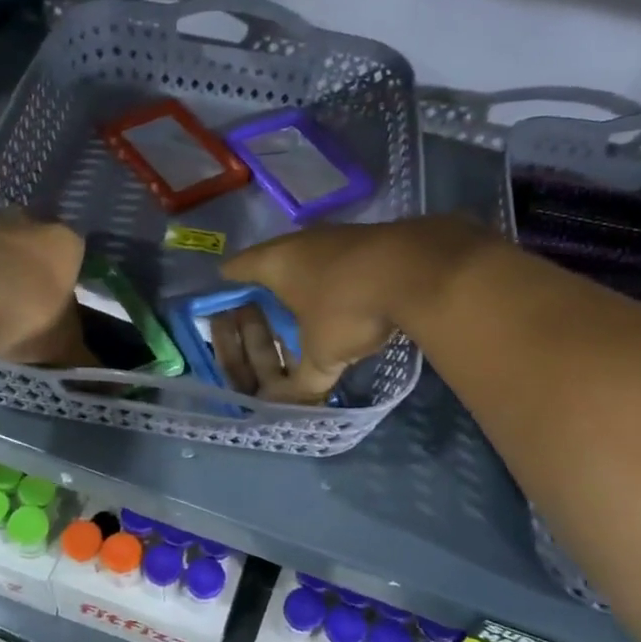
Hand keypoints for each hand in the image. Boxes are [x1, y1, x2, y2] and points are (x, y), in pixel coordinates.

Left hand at [0, 184, 90, 364]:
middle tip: (26, 286)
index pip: (76, 253)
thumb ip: (80, 358)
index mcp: (67, 246)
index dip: (68, 274)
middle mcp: (32, 222)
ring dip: (1, 234)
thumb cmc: (20, 317)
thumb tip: (107, 383)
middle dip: (35, 254)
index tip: (58, 298)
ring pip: (2, 219)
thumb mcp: (58, 347)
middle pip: (39, 234)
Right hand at [221, 217, 492, 394]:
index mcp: (274, 262)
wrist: (417, 269)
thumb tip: (287, 406)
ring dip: (305, 283)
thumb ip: (303, 382)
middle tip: (263, 313)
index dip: (227, 288)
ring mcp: (337, 235)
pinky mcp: (370, 239)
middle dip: (267, 288)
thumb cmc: (348, 308)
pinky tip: (347, 299)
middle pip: (272, 262)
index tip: (223, 304)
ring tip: (305, 309)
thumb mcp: (322, 355)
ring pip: (309, 259)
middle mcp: (300, 241)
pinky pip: (340, 262)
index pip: (236, 269)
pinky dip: (337, 280)